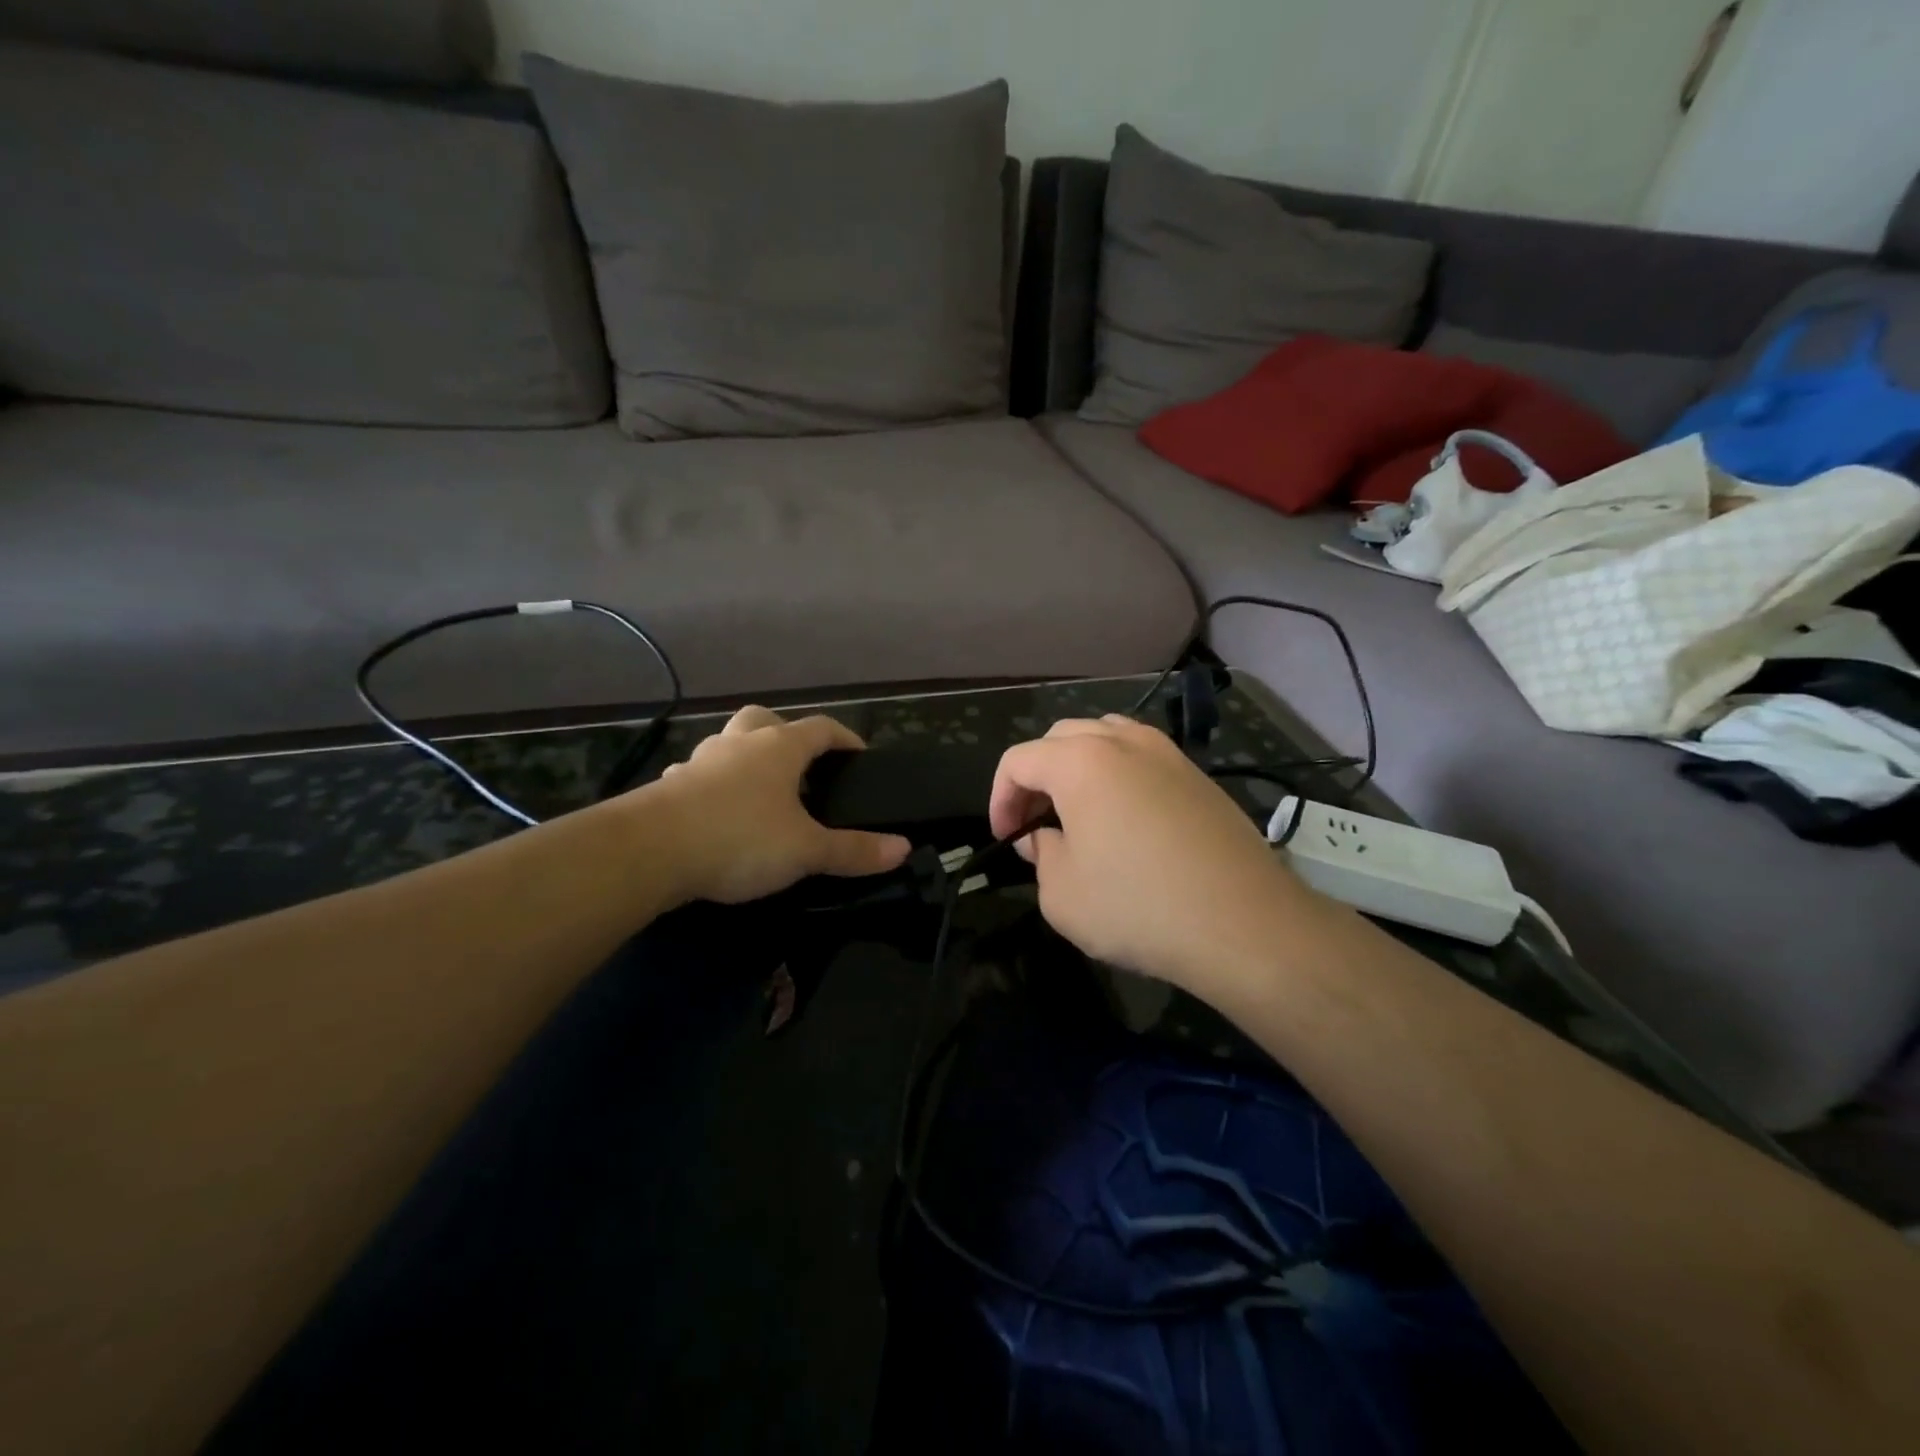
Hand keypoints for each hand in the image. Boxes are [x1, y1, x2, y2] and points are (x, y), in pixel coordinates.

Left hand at [652, 706, 911, 904]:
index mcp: (779, 748)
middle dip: (788, 734)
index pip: (822, 727)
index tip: (860, 757)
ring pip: (728, 744)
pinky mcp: (670, 786)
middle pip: (766, 719)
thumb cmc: (740, 838)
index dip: (845, 738)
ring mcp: (700, 761)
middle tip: (803, 767)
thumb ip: (854, 850)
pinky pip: (699, 774)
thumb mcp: (806, 850)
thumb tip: (903, 848)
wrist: (648, 850)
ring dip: (747, 758)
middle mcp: (739, 744)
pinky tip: (716, 813)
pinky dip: (713, 785)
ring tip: (761, 793)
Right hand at [989, 716, 1311, 999]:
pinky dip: (1118, 774)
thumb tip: (1045, 838)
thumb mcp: (1061, 894)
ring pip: (1104, 737)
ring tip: (1077, 812)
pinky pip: (1142, 757)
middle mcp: (1122, 741)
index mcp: (1079, 761)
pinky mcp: (1198, 775)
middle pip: (1059, 739)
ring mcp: (1166, 753)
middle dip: (1036, 777)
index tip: (1006, 840)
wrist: (1243, 923)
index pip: (1018, 761)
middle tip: (1035, 823)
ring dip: (1077, 767)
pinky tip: (1125, 818)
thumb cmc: (1138, 907)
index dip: (1000, 799)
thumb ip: (1040, 856)